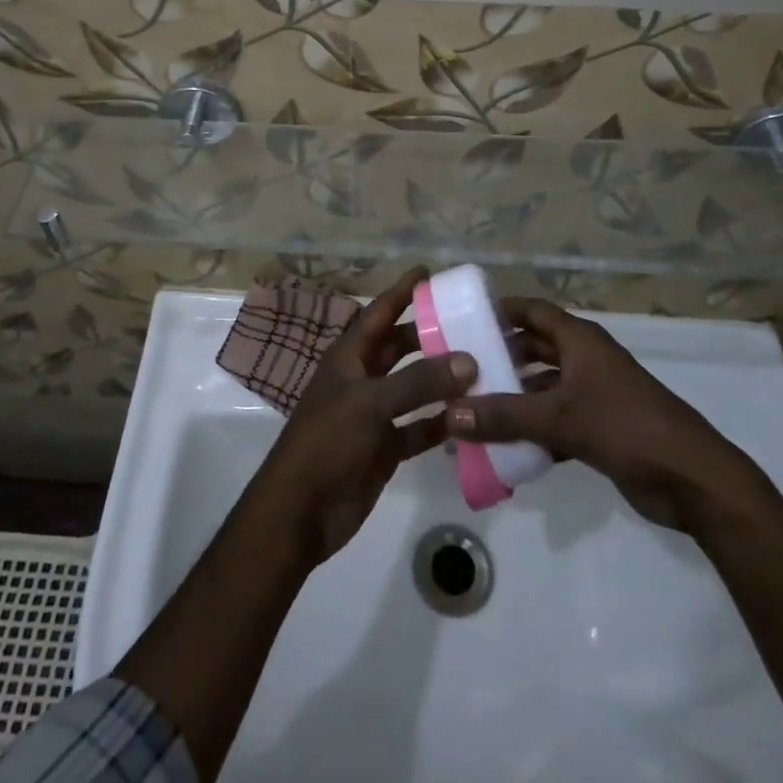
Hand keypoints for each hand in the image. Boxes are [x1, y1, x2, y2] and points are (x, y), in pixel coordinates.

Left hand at [248, 269, 476, 565]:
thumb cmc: (327, 441)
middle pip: (399, 348)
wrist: (300, 511)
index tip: (428, 271)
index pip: (378, 313)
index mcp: (349, 357)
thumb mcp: (371, 403)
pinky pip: (419, 428)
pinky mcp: (385, 448)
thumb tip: (468, 360)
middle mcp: (362, 379)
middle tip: (469, 322)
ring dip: (442, 380)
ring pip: (413, 388)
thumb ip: (419, 381)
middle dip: (429, 335)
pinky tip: (471, 418)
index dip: (401, 292)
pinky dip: (441, 422)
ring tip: (482, 366)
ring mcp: (374, 415)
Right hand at [446, 297, 760, 533]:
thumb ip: (504, 416)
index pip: (533, 310)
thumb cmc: (627, 428)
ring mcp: (595, 395)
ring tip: (473, 409)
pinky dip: (533, 429)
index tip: (464, 318)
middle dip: (501, 357)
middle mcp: (585, 360)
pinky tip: (504, 446)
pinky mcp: (601, 428)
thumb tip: (450, 415)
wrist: (694, 481)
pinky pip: (556, 420)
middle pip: (535, 348)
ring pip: (543, 387)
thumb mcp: (560, 418)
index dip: (501, 310)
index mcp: (580, 340)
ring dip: (514, 397)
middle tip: (460, 369)